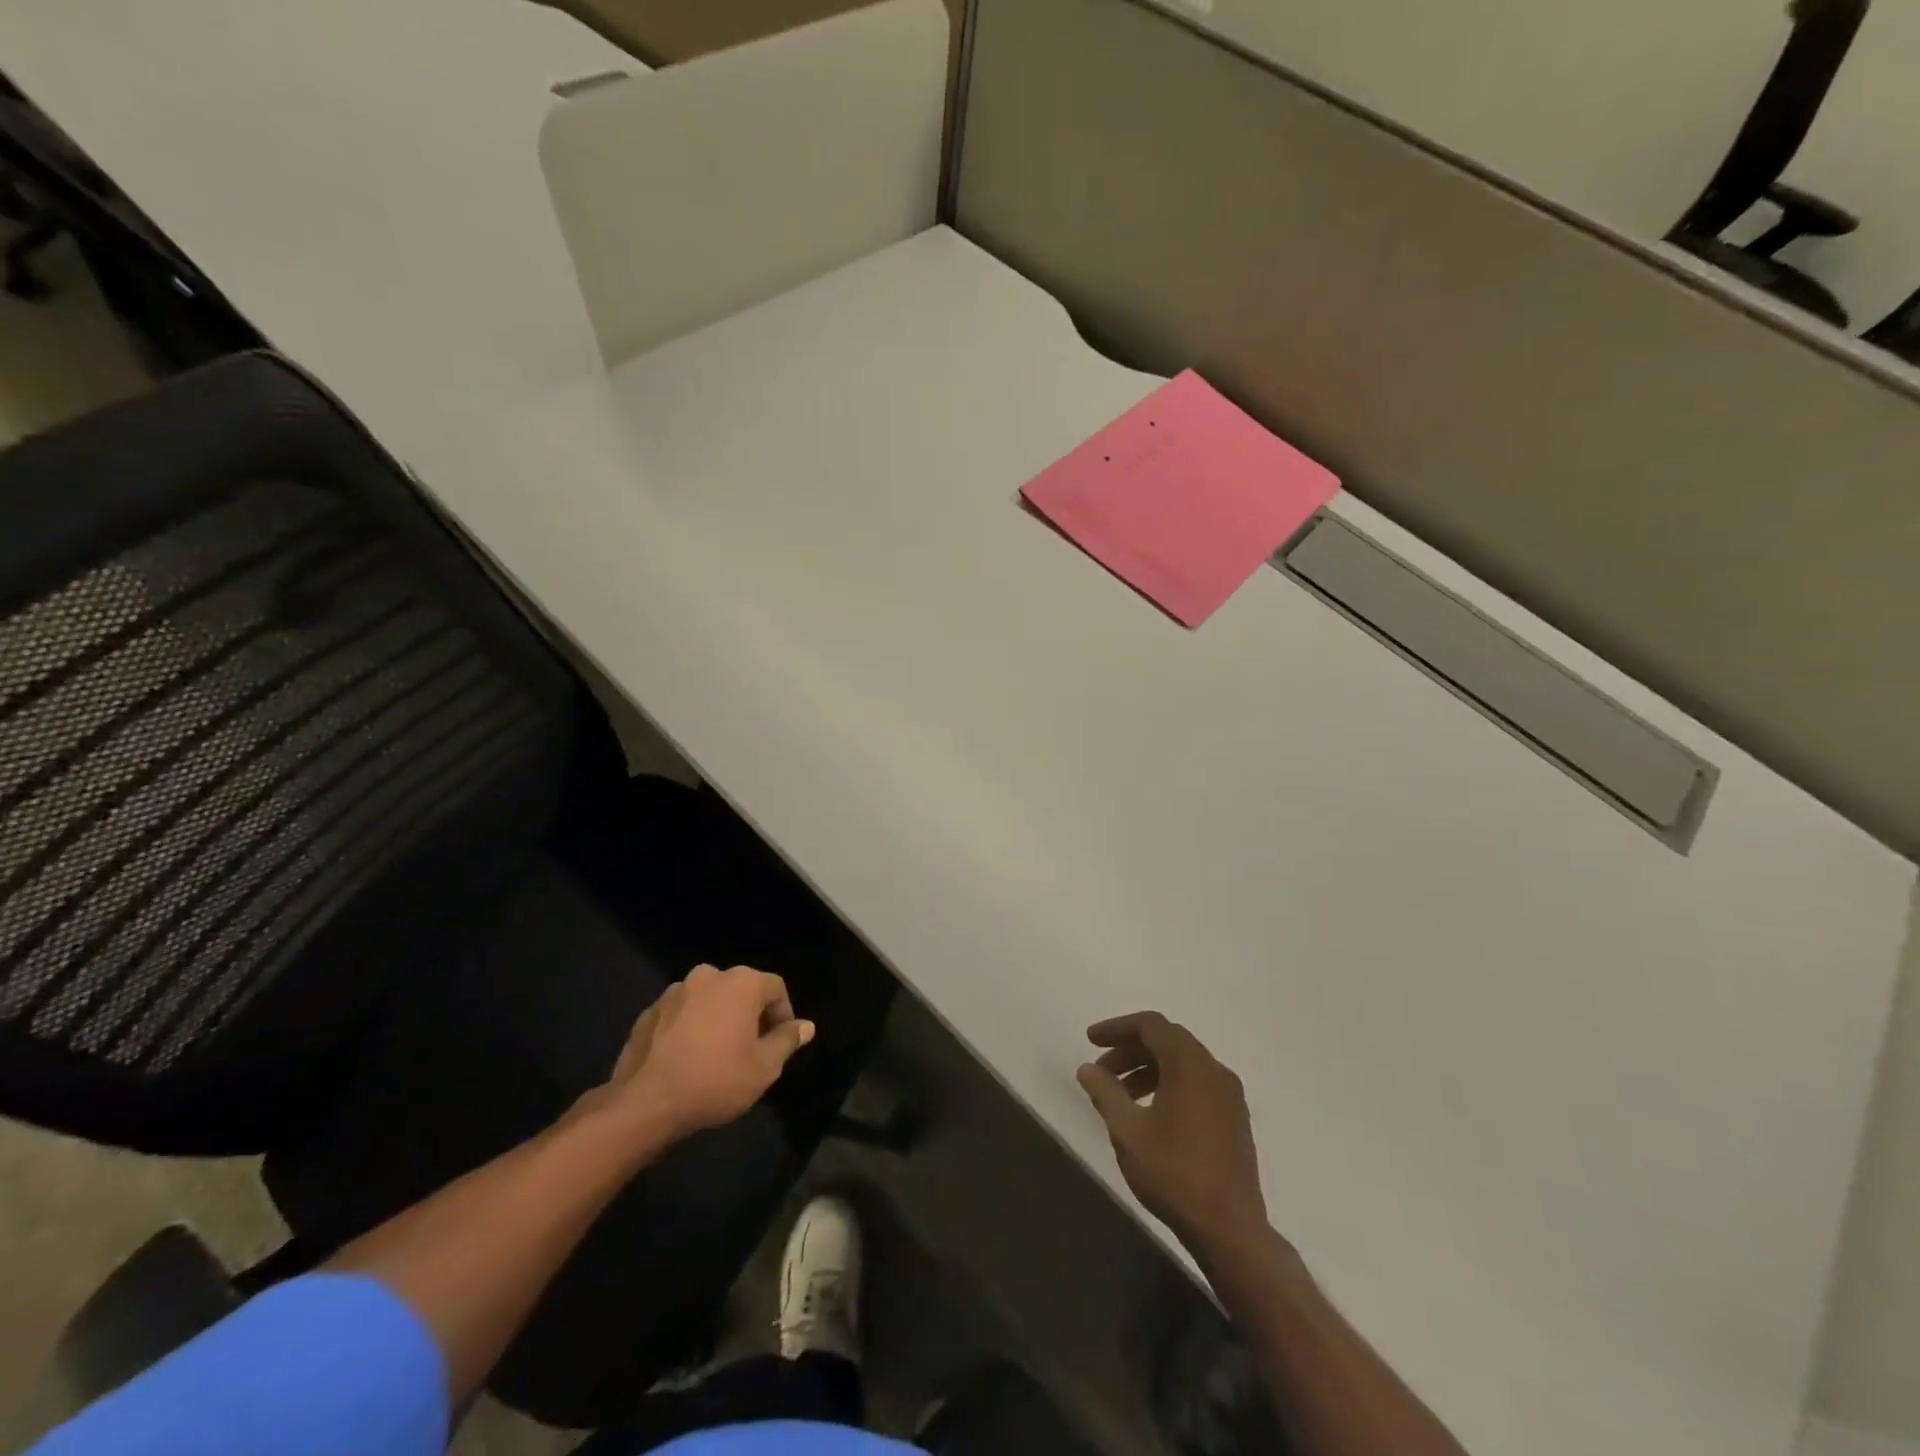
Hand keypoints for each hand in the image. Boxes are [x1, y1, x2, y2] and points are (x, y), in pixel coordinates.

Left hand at [596, 964, 814, 1141]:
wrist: (644, 1104)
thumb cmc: (715, 1081)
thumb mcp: (764, 1067)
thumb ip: (787, 1040)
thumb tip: (806, 1026)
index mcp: (741, 983)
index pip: (775, 988)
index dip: (783, 1015)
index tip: (780, 1043)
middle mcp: (708, 976)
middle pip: (741, 990)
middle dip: (749, 1015)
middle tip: (750, 1049)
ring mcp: (674, 992)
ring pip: (708, 1000)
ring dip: (717, 1019)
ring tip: (716, 1054)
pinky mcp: (649, 1012)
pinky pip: (681, 1014)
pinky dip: (689, 1028)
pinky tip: (687, 1059)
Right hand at [1077, 1012, 1268, 1250]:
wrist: (1230, 1229)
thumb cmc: (1174, 1173)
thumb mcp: (1127, 1131)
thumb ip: (1105, 1093)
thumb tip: (1087, 1068)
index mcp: (1190, 1064)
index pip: (1151, 1026)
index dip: (1117, 1028)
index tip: (1090, 1041)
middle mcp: (1214, 1070)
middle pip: (1167, 1041)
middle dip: (1130, 1050)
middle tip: (1101, 1071)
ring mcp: (1230, 1095)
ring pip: (1183, 1064)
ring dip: (1148, 1069)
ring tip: (1120, 1096)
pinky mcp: (1235, 1119)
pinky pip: (1197, 1084)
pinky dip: (1169, 1085)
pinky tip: (1150, 1113)